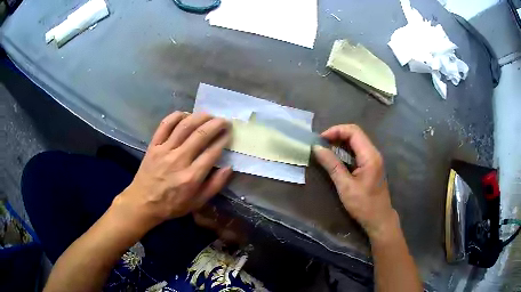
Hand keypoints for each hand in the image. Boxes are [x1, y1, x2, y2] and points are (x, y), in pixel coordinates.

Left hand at [112, 112, 232, 231]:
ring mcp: (164, 150)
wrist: (143, 202)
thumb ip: (215, 186)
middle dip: (216, 124)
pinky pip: (165, 125)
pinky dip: (176, 116)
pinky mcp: (154, 145)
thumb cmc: (172, 204)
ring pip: (184, 126)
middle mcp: (179, 160)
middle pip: (200, 135)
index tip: (229, 133)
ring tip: (209, 115)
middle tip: (224, 120)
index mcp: (191, 176)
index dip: (223, 139)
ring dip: (199, 117)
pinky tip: (186, 115)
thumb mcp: (197, 202)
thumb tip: (229, 167)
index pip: (212, 152)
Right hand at [313, 125, 397, 239]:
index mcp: (370, 156)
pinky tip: (336, 156)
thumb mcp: (345, 186)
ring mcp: (374, 158)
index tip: (320, 139)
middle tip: (321, 143)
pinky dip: (346, 149)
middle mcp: (374, 153)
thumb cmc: (363, 205)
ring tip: (325, 148)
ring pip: (357, 141)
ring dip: (341, 141)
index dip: (336, 131)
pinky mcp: (372, 164)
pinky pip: (358, 150)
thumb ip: (332, 165)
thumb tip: (316, 148)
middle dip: (337, 134)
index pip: (353, 131)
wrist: (379, 219)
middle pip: (355, 133)